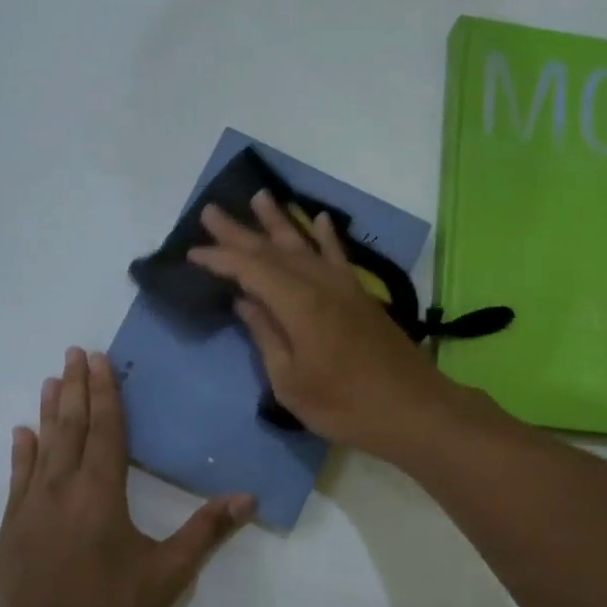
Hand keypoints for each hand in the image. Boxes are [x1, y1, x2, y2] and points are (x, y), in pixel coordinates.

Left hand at [0, 347, 253, 606]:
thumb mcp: (169, 571)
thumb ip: (206, 530)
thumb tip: (248, 497)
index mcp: (102, 493)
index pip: (106, 430)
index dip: (106, 393)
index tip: (98, 359)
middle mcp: (63, 489)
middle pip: (72, 428)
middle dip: (76, 389)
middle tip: (73, 353)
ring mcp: (30, 508)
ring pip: (42, 448)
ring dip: (49, 412)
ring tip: (52, 380)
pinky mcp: (10, 530)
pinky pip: (17, 480)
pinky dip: (21, 454)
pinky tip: (21, 434)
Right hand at [187, 192, 460, 453]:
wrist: (414, 410)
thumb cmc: (345, 405)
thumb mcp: (291, 382)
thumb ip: (267, 337)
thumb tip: (245, 302)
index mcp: (299, 304)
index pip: (251, 270)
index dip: (220, 259)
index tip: (192, 253)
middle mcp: (321, 284)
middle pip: (274, 250)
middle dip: (240, 232)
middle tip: (211, 211)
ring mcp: (345, 287)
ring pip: (305, 245)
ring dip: (280, 221)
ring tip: (259, 197)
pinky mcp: (362, 296)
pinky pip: (339, 256)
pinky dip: (327, 237)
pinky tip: (319, 219)